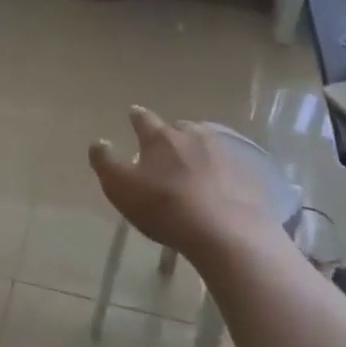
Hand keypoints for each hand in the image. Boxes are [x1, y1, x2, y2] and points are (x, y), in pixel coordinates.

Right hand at [88, 107, 284, 263]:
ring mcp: (224, 153)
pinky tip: (218, 187)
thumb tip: (98, 142)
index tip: (133, 114)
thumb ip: (105, 162)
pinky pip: (229, 167)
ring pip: (206, 143)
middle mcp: (192, 135)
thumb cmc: (165, 207)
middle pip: (179, 128)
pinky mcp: (246, 174)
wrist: (227, 232)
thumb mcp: (121, 187)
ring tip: (193, 165)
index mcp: (160, 137)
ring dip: (197, 150)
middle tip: (165, 147)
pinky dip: (220, 172)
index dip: (137, 117)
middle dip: (171, 134)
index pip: (144, 119)